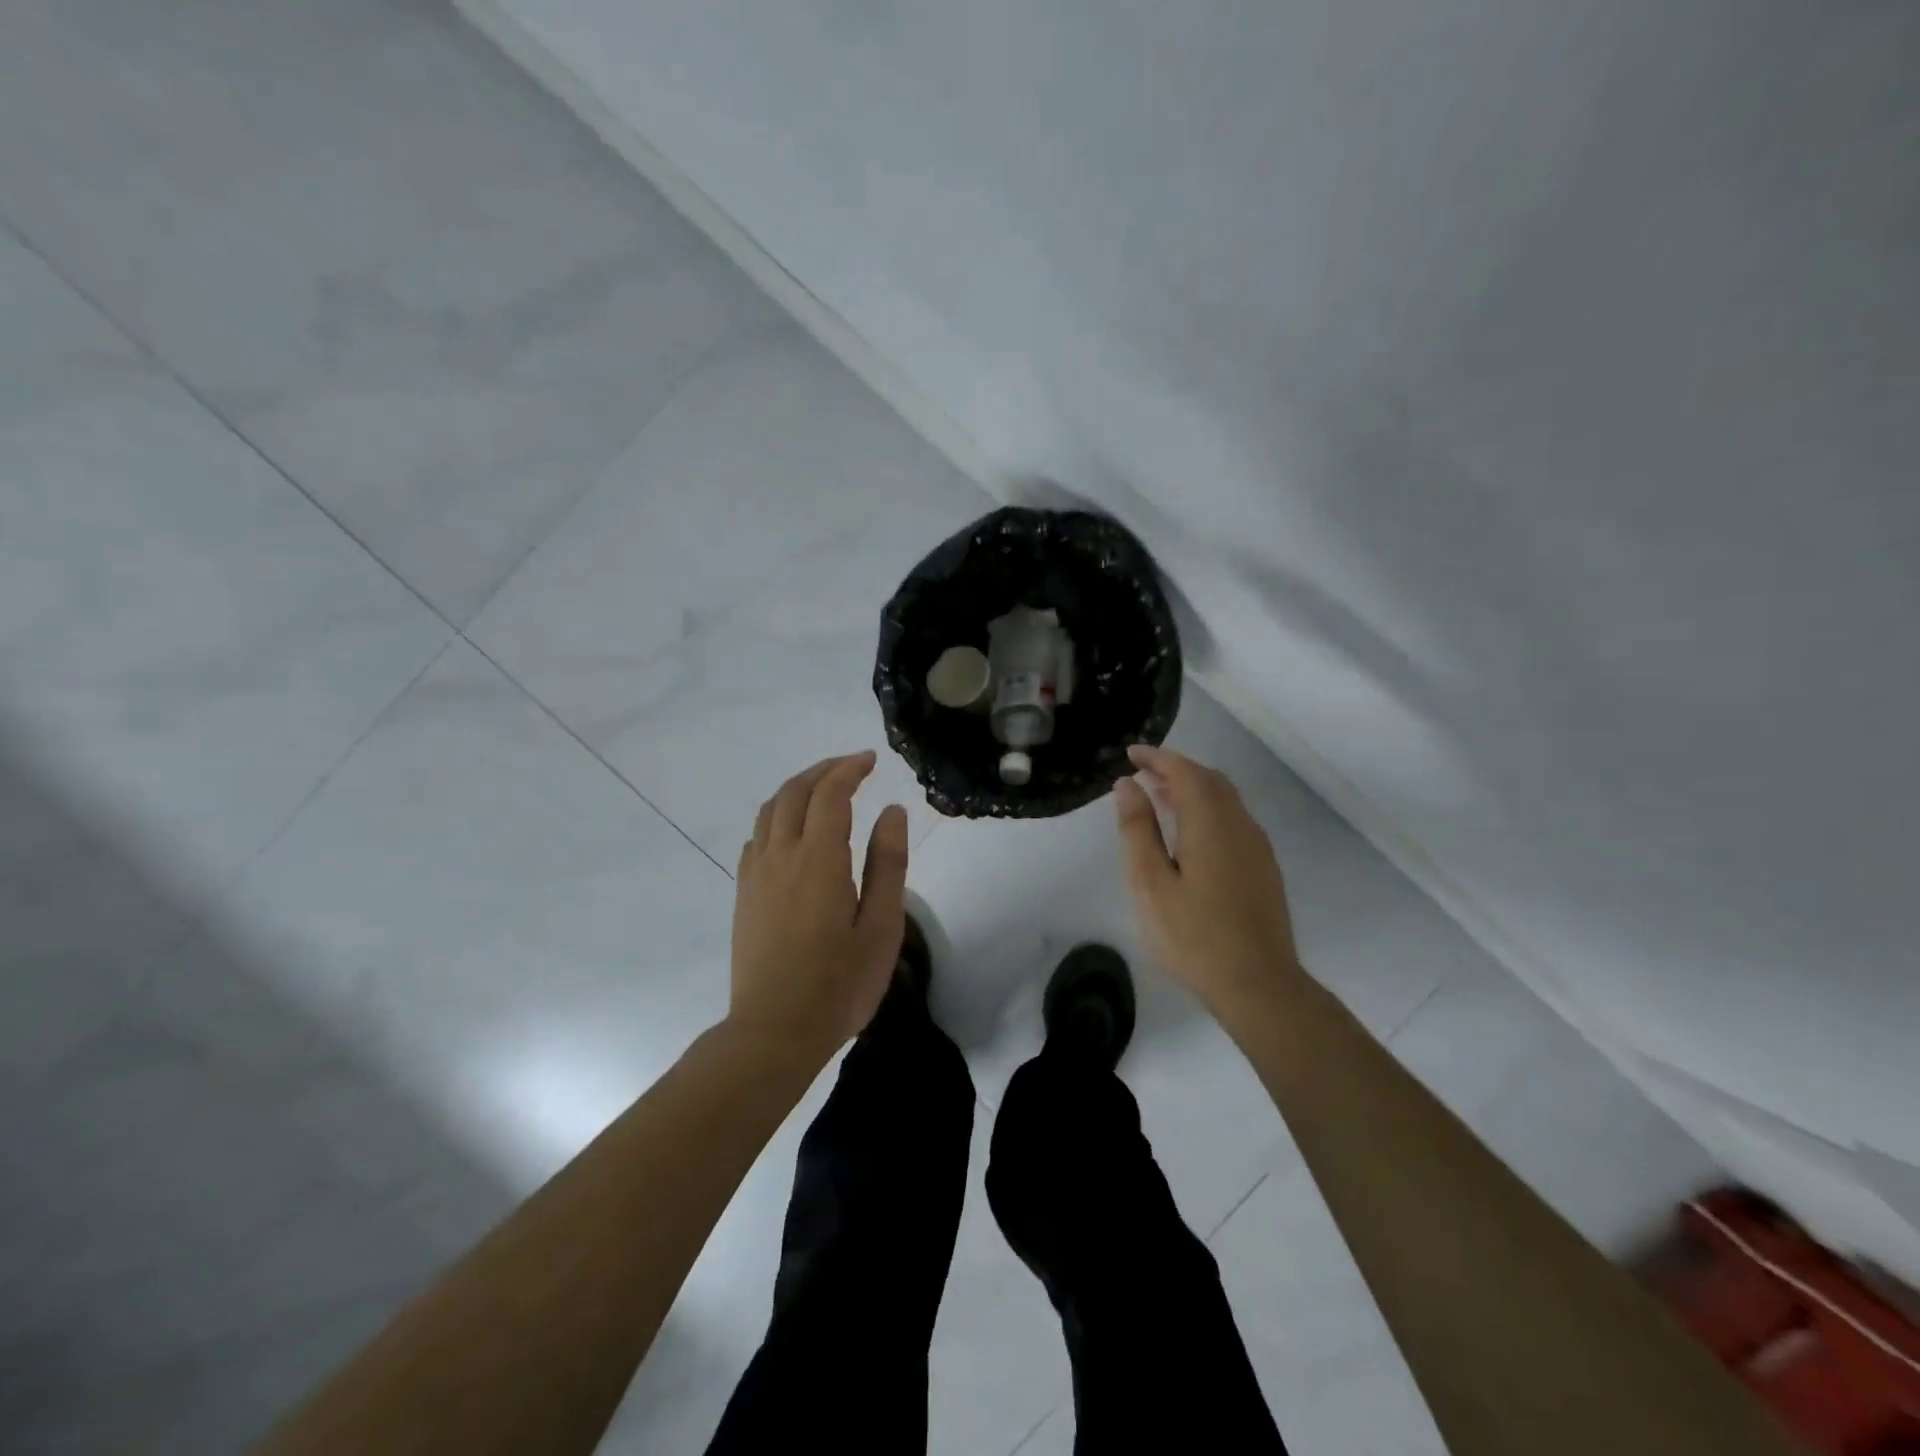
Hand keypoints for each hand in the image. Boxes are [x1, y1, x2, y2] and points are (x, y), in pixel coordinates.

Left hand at [730, 751, 909, 1061]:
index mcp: (818, 859)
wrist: (774, 1031)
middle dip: (823, 770)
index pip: (830, 794)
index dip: (849, 769)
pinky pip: (757, 836)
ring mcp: (756, 874)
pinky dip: (777, 816)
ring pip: (770, 810)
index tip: (871, 760)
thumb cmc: (839, 983)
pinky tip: (793, 831)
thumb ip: (887, 863)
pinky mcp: (744, 894)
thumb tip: (891, 811)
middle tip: (852, 767)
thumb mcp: (881, 926)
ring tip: (824, 789)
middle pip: (794, 792)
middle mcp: (781, 855)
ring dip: (797, 789)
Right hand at [1114, 744, 1302, 1018]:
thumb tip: (1127, 785)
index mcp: (1211, 823)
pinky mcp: (1263, 868)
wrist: (1258, 984)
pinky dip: (1207, 808)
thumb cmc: (1194, 936)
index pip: (1184, 772)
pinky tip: (1190, 833)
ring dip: (1192, 788)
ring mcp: (1257, 847)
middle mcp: (1240, 825)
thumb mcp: (1150, 883)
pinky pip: (1233, 819)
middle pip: (1209, 780)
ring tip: (1159, 796)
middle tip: (1141, 773)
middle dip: (1175, 769)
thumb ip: (1137, 829)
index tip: (1131, 754)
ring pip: (1225, 799)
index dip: (1157, 758)